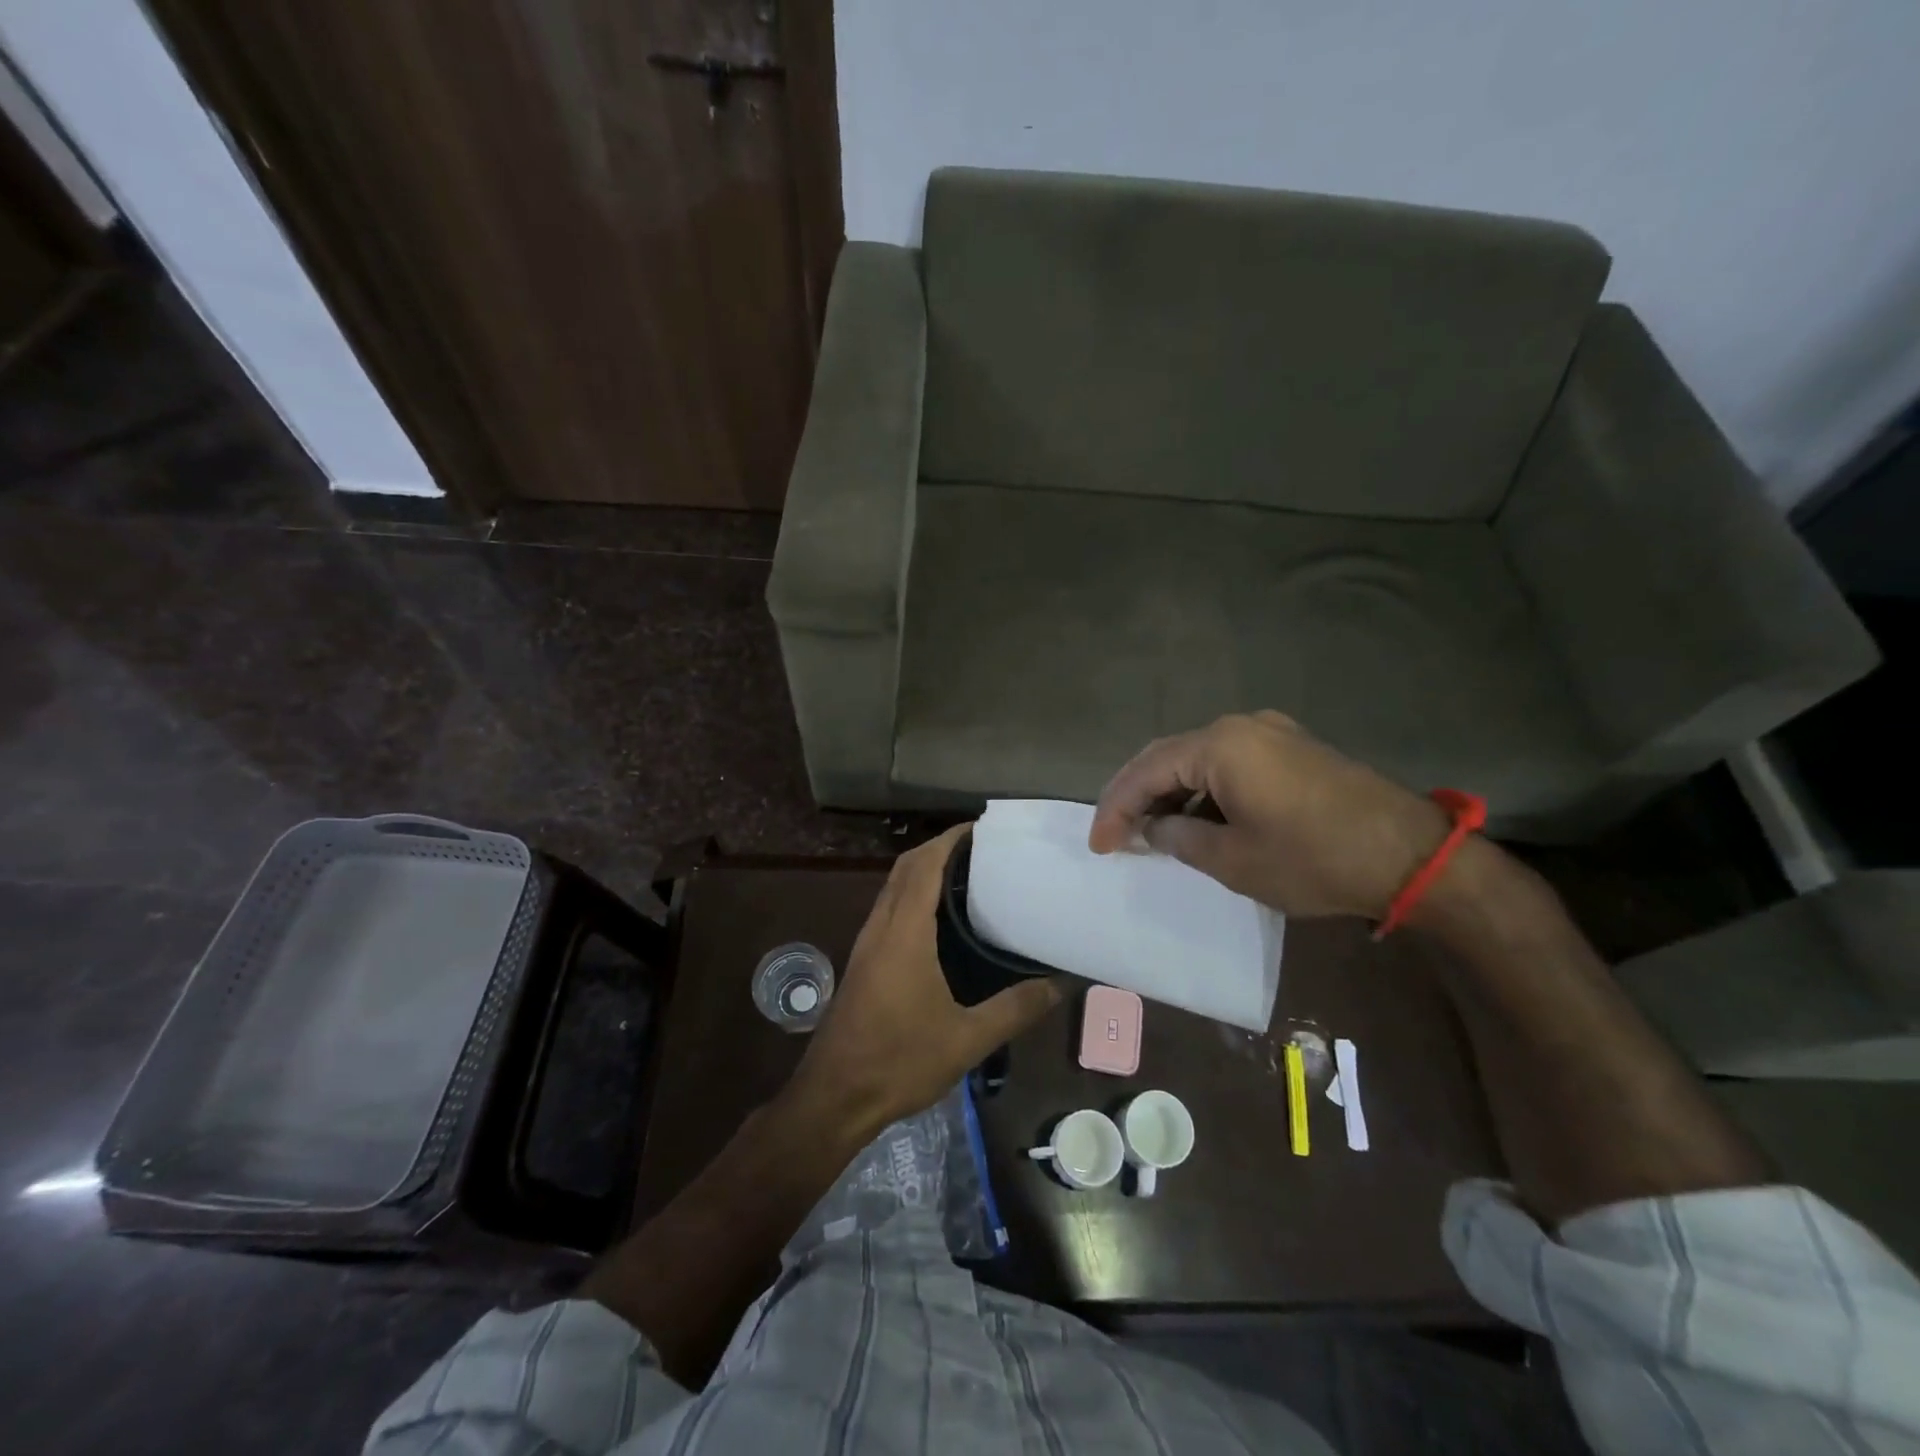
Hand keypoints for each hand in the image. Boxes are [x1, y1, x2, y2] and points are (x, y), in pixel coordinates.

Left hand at [787, 825, 1063, 1136]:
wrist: (833, 1097)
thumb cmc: (898, 1062)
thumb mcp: (966, 1039)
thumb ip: (1014, 1009)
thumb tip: (1059, 985)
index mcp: (904, 933)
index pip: (924, 865)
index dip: (950, 839)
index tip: (982, 829)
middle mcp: (881, 927)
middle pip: (905, 868)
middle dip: (938, 848)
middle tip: (982, 850)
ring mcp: (867, 944)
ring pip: (893, 887)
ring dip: (923, 870)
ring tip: (967, 876)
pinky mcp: (862, 962)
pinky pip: (888, 909)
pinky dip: (912, 895)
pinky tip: (939, 920)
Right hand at [1088, 711, 1456, 919]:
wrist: (1411, 855)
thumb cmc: (1313, 859)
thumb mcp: (1233, 860)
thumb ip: (1179, 839)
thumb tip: (1154, 829)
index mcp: (1220, 746)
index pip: (1146, 771)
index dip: (1115, 808)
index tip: (1099, 845)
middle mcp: (1241, 726)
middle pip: (1167, 756)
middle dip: (1135, 795)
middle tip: (1115, 834)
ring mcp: (1271, 733)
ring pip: (1197, 759)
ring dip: (1169, 793)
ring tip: (1150, 832)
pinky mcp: (1292, 749)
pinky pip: (1229, 763)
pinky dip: (1202, 789)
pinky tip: (1196, 818)